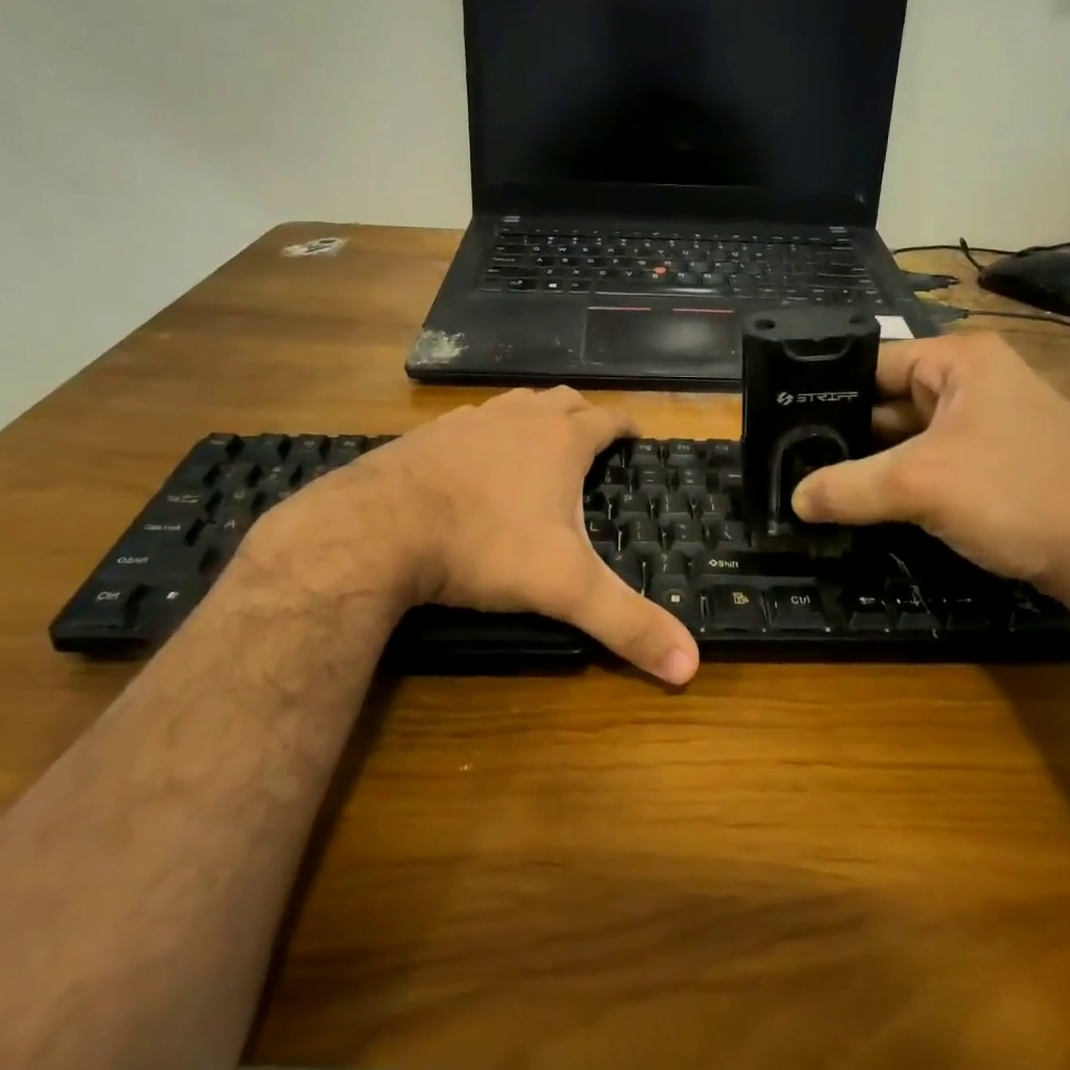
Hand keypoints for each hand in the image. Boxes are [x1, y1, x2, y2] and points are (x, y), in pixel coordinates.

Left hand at [261, 388, 699, 684]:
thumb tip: (691, 669)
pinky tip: (474, 462)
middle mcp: (519, 418)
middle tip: (591, 440)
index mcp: (560, 440)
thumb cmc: (485, 546)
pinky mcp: (427, 436)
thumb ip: (627, 624)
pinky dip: (485, 435)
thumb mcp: (564, 588)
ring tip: (538, 445)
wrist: (378, 528)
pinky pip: (470, 423)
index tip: (635, 436)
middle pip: (562, 400)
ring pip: (515, 405)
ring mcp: (469, 422)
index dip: (626, 426)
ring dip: (533, 418)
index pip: (608, 419)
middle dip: (582, 415)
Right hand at [790, 333, 1069, 604]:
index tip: (781, 422)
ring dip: (870, 463)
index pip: (871, 363)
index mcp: (960, 360)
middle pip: (887, 401)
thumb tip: (793, 499)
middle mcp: (973, 382)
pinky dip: (898, 481)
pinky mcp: (995, 464)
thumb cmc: (1017, 494)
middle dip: (844, 433)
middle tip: (790, 459)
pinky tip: (862, 502)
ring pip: (907, 437)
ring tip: (813, 482)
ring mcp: (987, 425)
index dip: (825, 390)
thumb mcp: (920, 485)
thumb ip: (847, 487)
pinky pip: (930, 463)